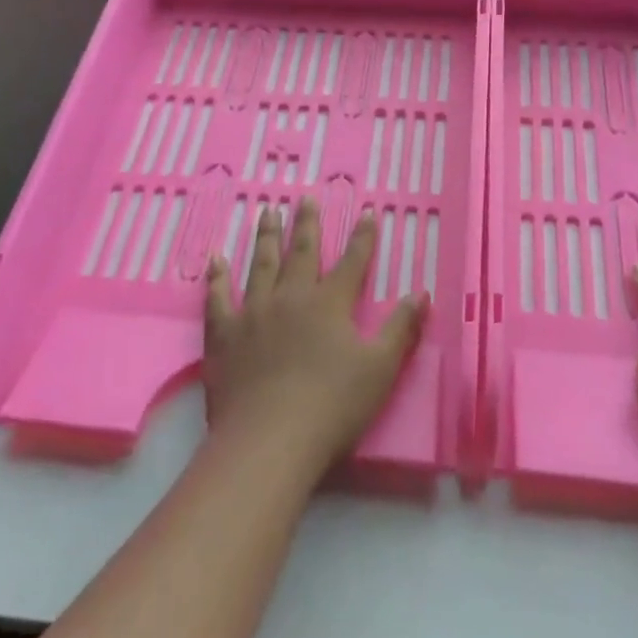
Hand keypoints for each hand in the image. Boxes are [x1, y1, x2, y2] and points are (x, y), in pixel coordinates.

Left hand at [204, 198, 427, 479]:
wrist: (270, 439)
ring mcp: (253, 313)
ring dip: (265, 237)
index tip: (366, 213)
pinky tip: (215, 260)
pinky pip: (218, 298)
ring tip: (266, 212)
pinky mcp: (224, 335)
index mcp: (330, 304)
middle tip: (305, 197)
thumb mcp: (381, 368)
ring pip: (260, 265)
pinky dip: (217, 278)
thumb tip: (421, 293)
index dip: (362, 238)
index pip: (352, 263)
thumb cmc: (333, 406)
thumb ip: (401, 328)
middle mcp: (291, 298)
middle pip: (301, 253)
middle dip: (307, 224)